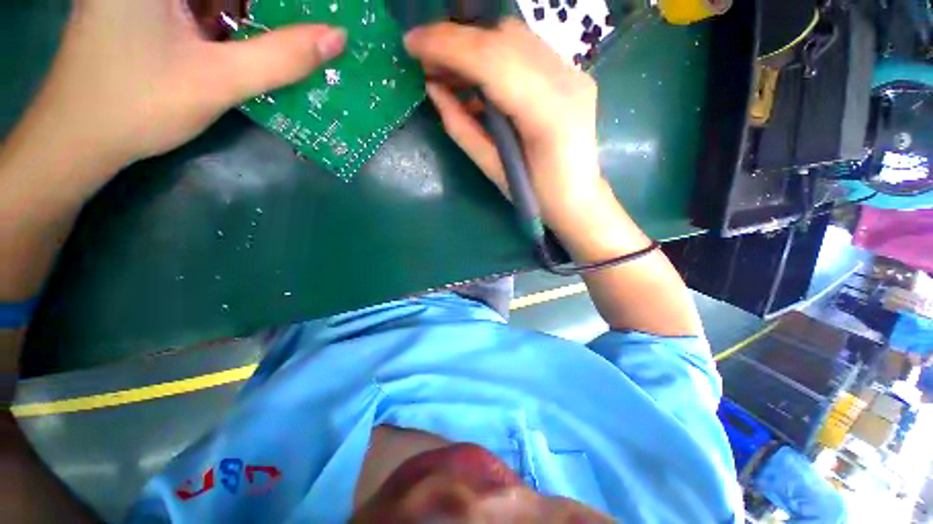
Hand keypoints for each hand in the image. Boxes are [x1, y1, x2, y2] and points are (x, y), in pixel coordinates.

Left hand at [11, 0, 345, 186]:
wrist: (80, 137)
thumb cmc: (138, 105)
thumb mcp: (218, 80)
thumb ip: (281, 57)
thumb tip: (337, 37)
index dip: (280, 2)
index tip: (314, 14)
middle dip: (269, 8)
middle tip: (309, 24)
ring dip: (253, 14)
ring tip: (289, 36)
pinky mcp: (147, 7)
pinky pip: (203, 5)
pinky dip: (231, 19)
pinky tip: (253, 40)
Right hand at [404, 19, 607, 231]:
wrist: (578, 199)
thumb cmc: (536, 197)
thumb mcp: (494, 170)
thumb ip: (462, 128)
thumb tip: (434, 90)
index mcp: (547, 114)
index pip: (492, 60)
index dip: (447, 46)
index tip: (411, 44)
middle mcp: (567, 81)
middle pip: (504, 38)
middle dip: (456, 41)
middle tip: (425, 59)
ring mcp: (573, 73)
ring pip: (514, 37)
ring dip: (473, 46)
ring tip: (446, 70)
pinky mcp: (572, 74)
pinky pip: (526, 50)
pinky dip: (494, 56)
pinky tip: (477, 80)